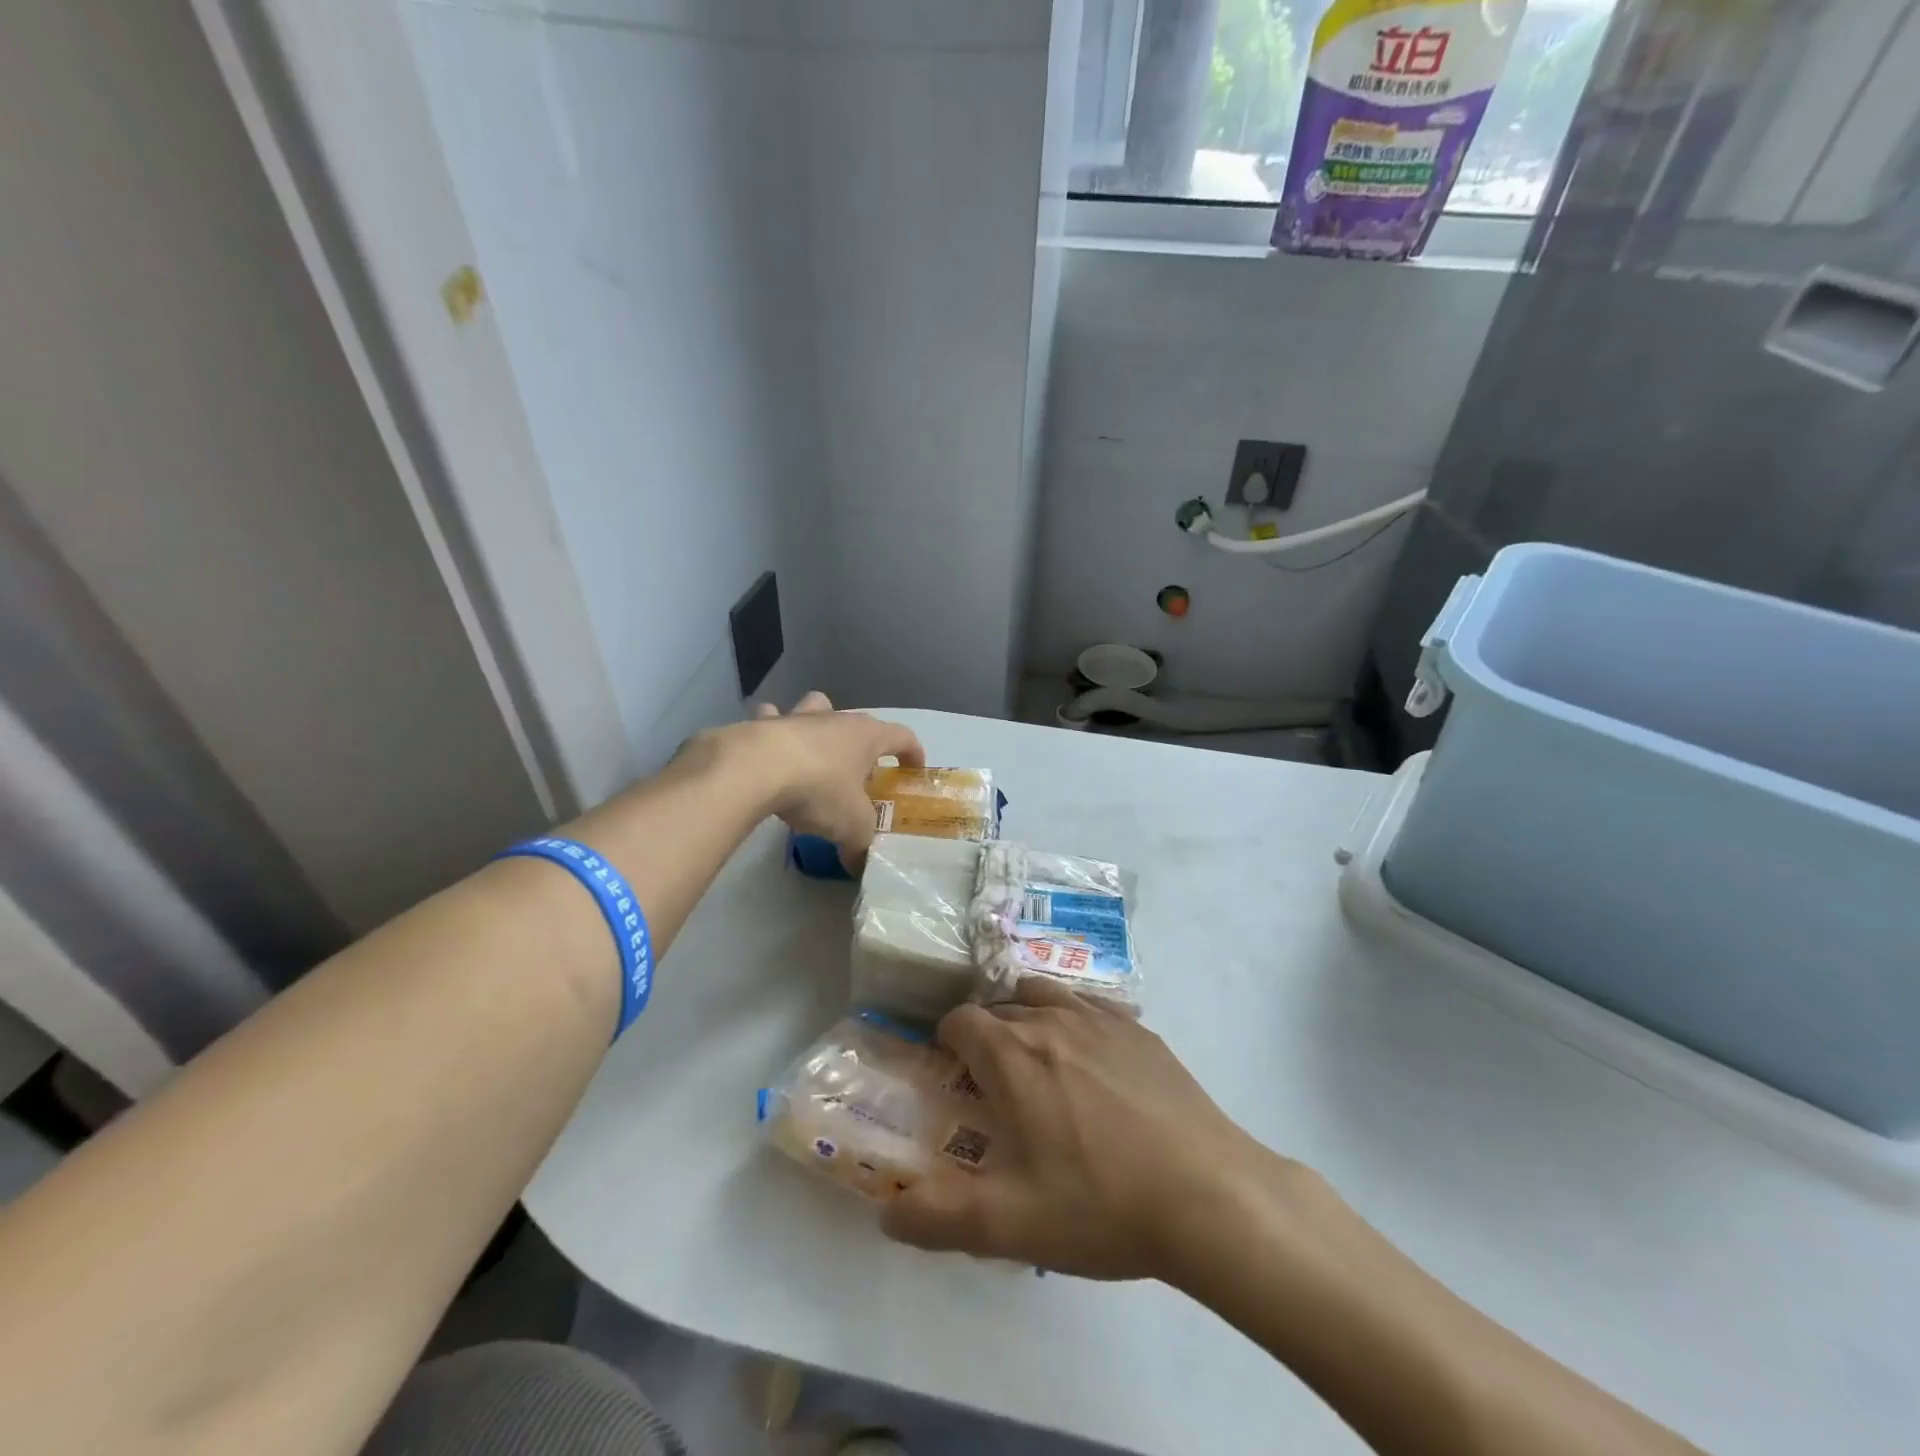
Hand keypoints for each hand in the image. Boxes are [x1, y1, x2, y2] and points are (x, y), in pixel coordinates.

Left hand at [733, 693, 923, 867]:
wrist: (756, 770)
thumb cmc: (819, 790)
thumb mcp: (852, 826)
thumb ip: (861, 844)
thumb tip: (859, 864)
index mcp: (867, 737)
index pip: (903, 736)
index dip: (913, 753)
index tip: (913, 770)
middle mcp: (837, 719)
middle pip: (860, 723)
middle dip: (865, 746)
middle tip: (861, 774)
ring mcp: (799, 717)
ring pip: (818, 707)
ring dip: (820, 723)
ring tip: (816, 749)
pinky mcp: (763, 724)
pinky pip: (772, 719)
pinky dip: (772, 730)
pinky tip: (768, 751)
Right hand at [882, 979, 1281, 1281]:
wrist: (1207, 1195)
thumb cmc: (1100, 1205)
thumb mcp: (1008, 1225)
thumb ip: (936, 1218)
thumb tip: (884, 1212)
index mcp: (1011, 1054)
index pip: (959, 1021)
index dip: (947, 1045)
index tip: (953, 1079)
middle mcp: (1051, 1020)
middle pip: (1000, 1008)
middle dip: (986, 1037)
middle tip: (994, 1086)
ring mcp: (1101, 1018)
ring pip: (1046, 995)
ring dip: (1028, 1017)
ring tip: (1038, 1062)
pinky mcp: (1140, 1029)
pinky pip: (1092, 1005)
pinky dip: (1076, 1019)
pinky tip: (1091, 1059)